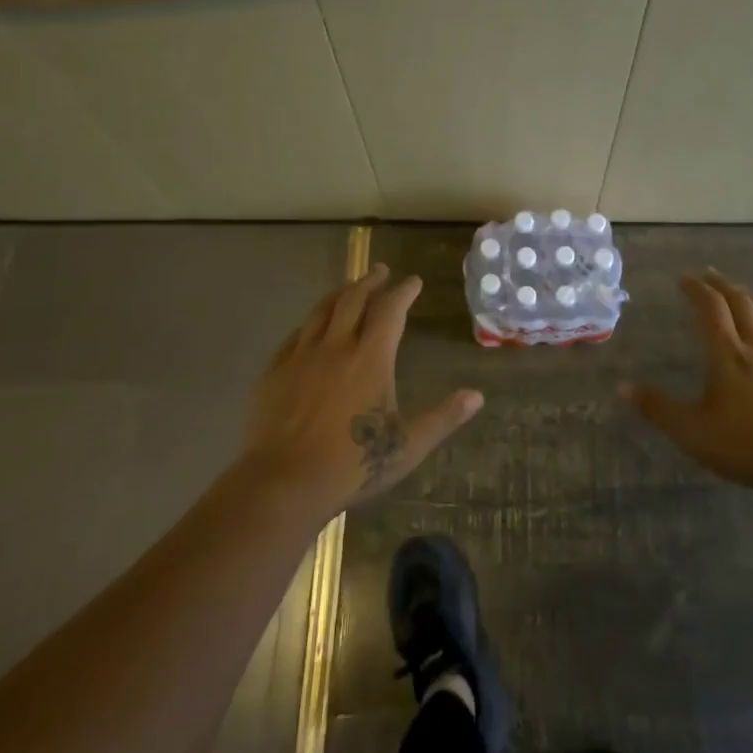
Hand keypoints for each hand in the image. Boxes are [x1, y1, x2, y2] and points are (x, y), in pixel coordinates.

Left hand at [239, 264, 482, 516]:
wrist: (284, 482)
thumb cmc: (352, 464)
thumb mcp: (407, 445)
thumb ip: (443, 417)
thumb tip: (477, 396)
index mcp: (371, 358)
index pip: (390, 310)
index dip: (403, 291)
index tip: (413, 281)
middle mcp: (336, 346)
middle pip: (353, 299)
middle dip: (370, 281)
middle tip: (380, 270)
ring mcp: (301, 356)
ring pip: (321, 311)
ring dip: (339, 294)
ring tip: (349, 287)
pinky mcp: (275, 372)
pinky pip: (294, 335)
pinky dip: (309, 322)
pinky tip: (310, 327)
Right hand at [622, 268, 752, 494]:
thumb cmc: (747, 446)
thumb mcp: (692, 432)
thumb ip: (658, 408)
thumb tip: (622, 388)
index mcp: (727, 355)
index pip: (710, 308)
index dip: (696, 289)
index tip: (684, 278)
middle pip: (741, 304)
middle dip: (722, 285)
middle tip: (709, 275)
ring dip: (751, 299)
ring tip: (741, 292)